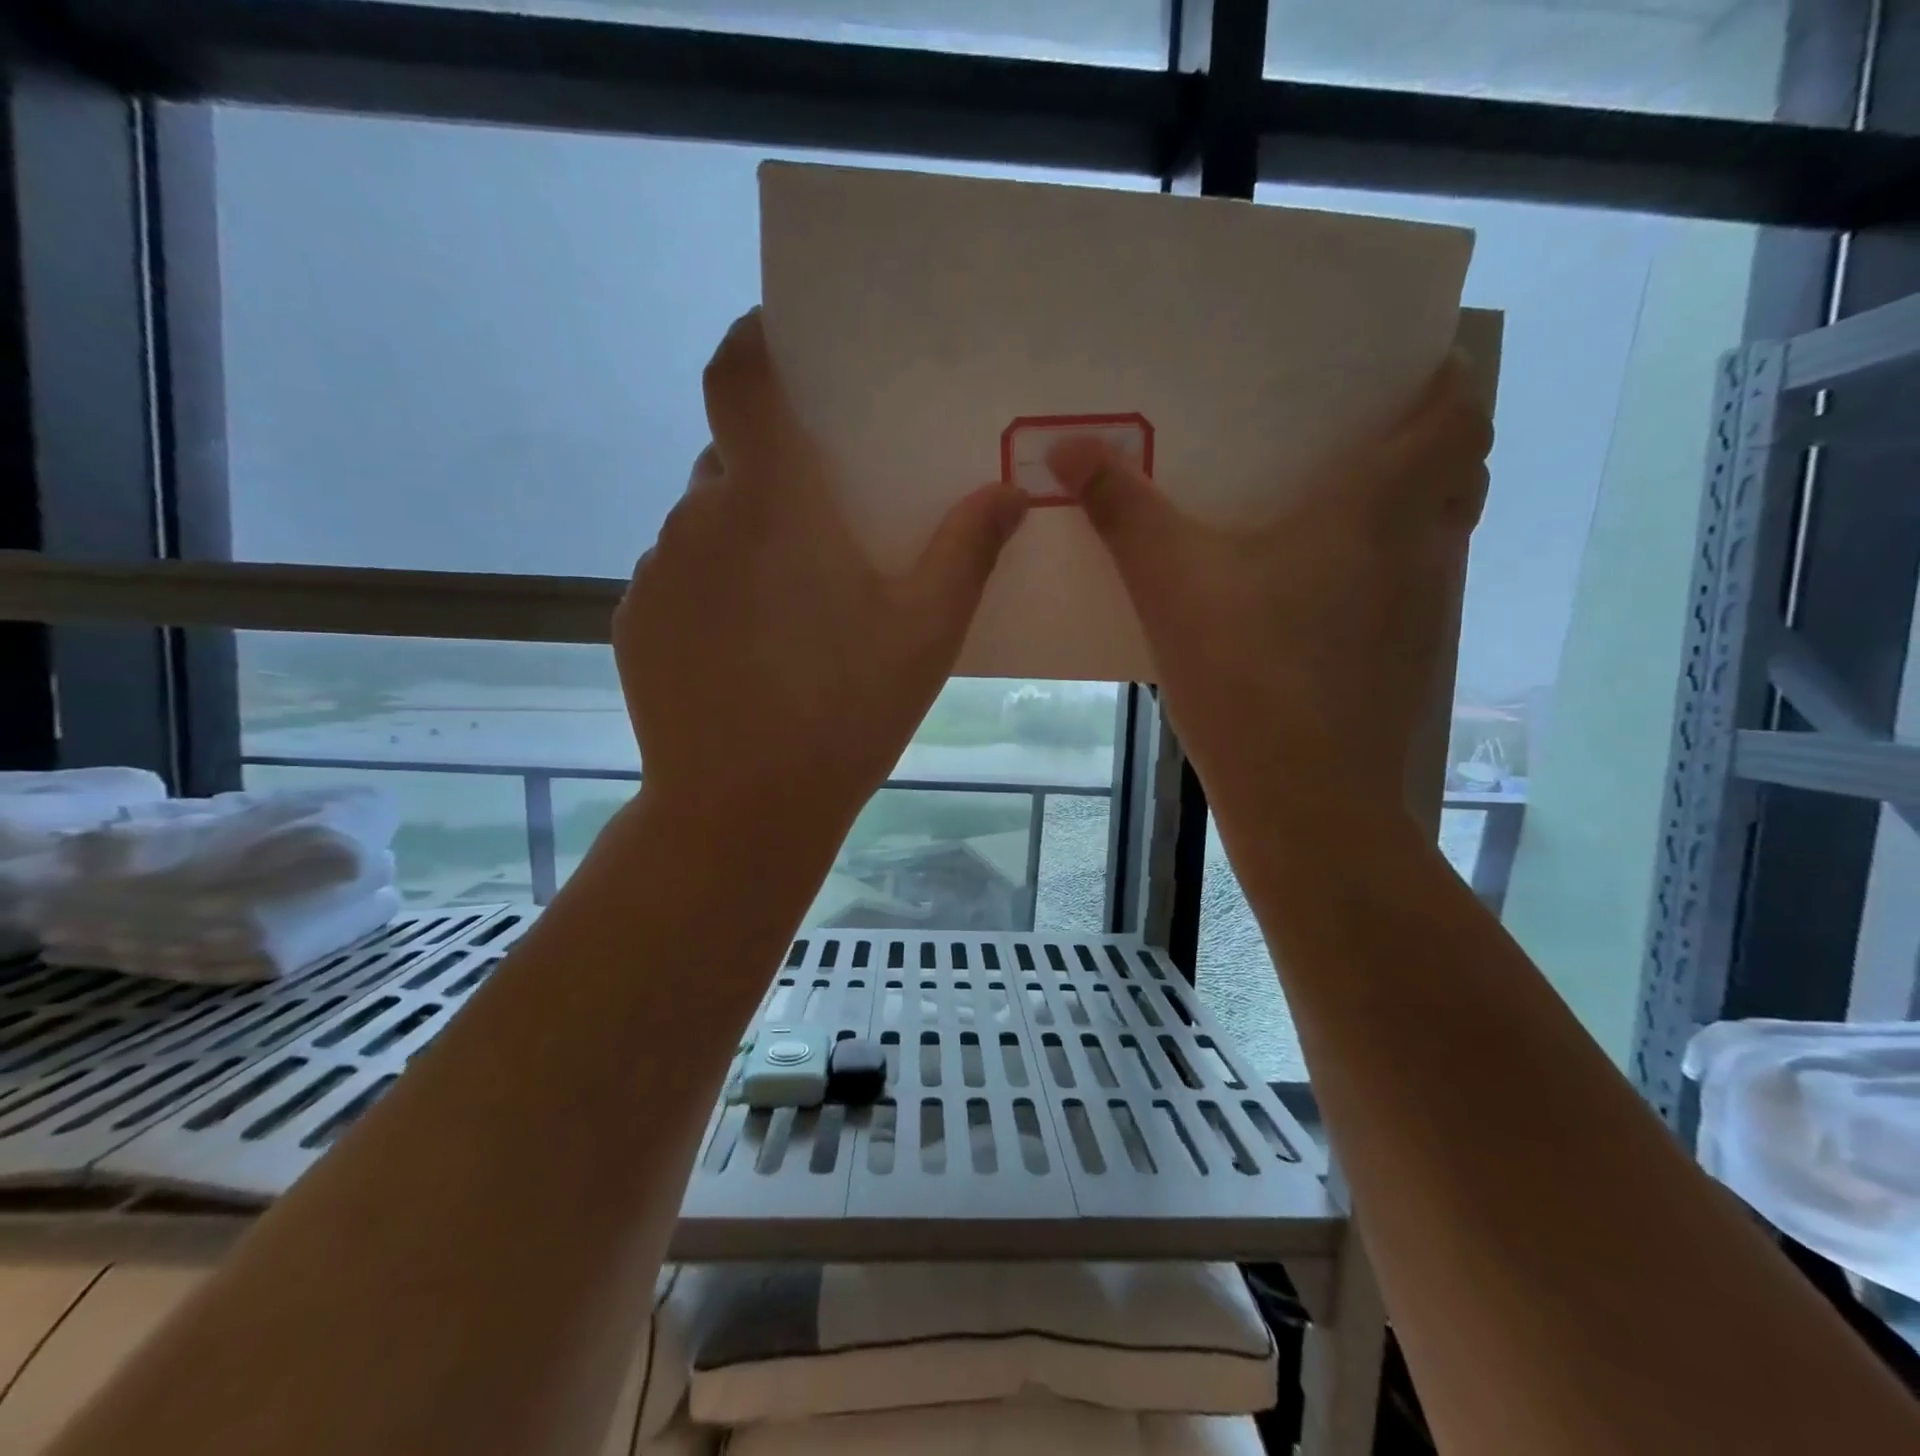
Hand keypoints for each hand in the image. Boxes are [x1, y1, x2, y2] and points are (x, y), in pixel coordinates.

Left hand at [614, 310, 1028, 841]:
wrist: (742, 810)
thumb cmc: (844, 712)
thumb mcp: (926, 632)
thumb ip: (968, 550)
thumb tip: (1011, 491)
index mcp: (770, 502)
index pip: (737, 377)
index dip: (753, 343)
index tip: (781, 343)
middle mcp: (697, 518)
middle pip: (731, 460)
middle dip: (774, 474)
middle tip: (824, 524)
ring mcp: (655, 572)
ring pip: (703, 523)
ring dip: (744, 539)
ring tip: (791, 605)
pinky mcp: (634, 621)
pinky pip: (679, 577)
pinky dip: (713, 588)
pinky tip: (749, 651)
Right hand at [1048, 357, 1491, 837]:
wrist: (1305, 799)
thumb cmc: (1247, 673)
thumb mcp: (1170, 582)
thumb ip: (1122, 509)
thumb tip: (1067, 444)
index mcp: (1380, 507)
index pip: (1461, 412)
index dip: (1444, 381)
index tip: (1395, 373)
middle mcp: (1422, 550)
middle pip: (1461, 470)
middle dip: (1426, 443)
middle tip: (1353, 439)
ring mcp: (1425, 615)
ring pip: (1439, 536)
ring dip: (1406, 511)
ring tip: (1330, 513)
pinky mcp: (1407, 665)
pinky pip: (1410, 592)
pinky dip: (1382, 574)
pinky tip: (1313, 601)